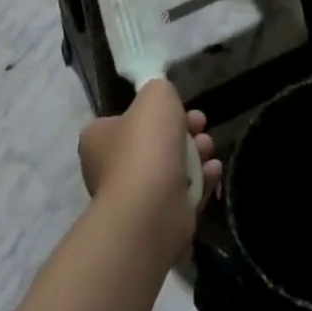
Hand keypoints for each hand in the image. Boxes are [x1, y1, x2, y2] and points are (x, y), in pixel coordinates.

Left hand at [78, 79, 219, 252]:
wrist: (152, 207)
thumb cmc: (146, 143)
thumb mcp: (155, 94)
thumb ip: (159, 90)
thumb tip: (162, 101)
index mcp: (98, 139)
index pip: (123, 118)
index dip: (153, 110)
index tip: (177, 105)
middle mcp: (110, 169)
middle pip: (153, 142)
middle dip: (183, 130)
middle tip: (200, 124)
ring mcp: (135, 198)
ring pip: (171, 167)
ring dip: (196, 154)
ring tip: (208, 148)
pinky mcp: (158, 220)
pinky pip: (184, 193)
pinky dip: (201, 180)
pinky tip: (213, 170)